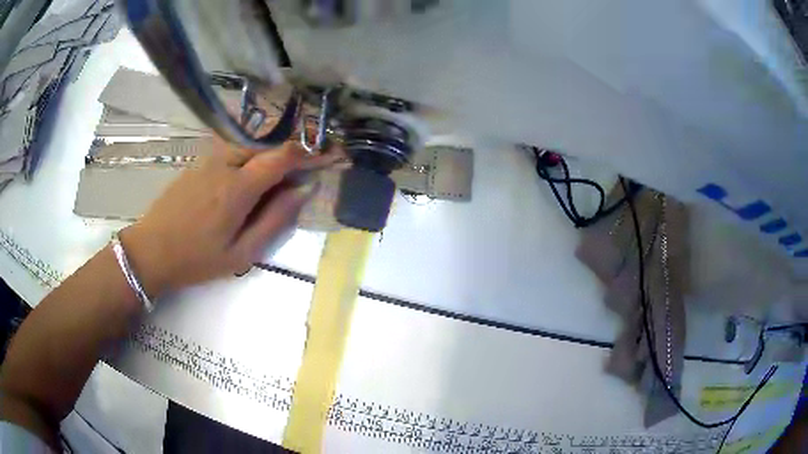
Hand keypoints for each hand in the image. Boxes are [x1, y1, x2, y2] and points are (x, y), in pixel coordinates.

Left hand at [119, 138, 330, 296]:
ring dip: (267, 156)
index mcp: (238, 186)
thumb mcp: (241, 253)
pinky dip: (248, 158)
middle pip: (267, 145)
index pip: (282, 155)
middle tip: (297, 177)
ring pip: (249, 145)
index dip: (308, 152)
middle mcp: (225, 163)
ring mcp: (209, 159)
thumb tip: (303, 191)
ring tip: (271, 183)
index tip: (325, 157)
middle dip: (288, 155)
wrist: (150, 251)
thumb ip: (275, 220)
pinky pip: (231, 150)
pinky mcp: (198, 163)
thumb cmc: (196, 259)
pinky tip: (243, 182)